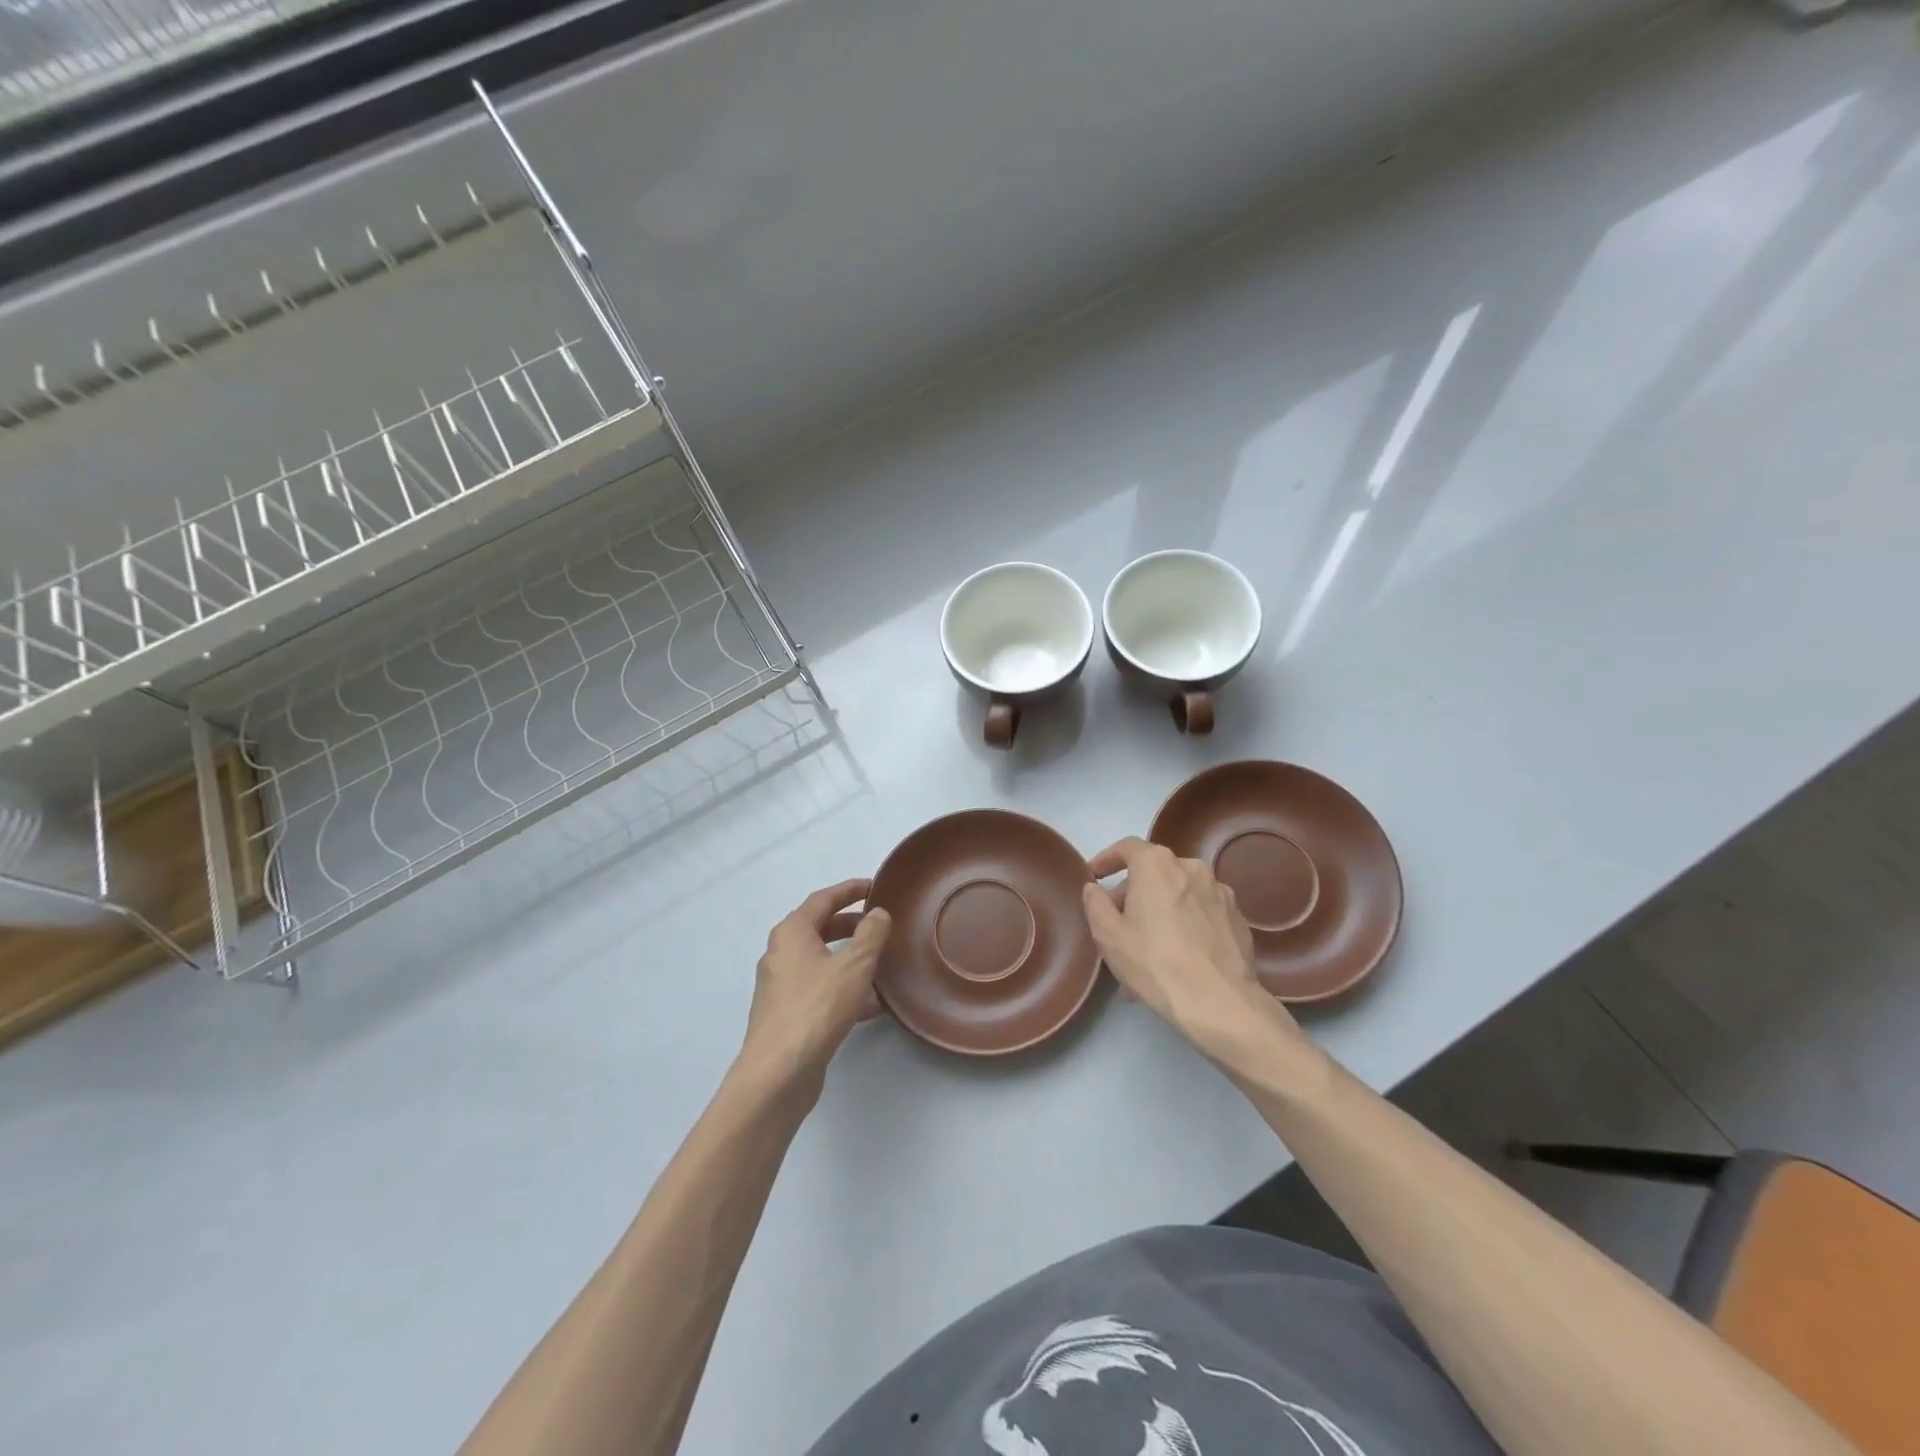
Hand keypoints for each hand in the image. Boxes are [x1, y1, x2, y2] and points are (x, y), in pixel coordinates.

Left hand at [740, 878, 891, 1093]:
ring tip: (882, 963)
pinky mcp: (787, 1015)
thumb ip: (871, 934)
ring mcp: (781, 986)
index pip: (823, 899)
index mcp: (792, 933)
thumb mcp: (854, 965)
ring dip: (850, 958)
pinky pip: (820, 989)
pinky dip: (844, 987)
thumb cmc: (816, 1007)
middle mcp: (781, 954)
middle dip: (851, 924)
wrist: (778, 1072)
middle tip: (880, 924)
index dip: (850, 890)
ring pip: (821, 962)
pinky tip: (872, 1004)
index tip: (874, 886)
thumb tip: (877, 914)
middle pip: (819, 928)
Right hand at [1083, 838, 1303, 1065]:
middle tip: (1118, 922)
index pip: (1127, 847)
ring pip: (1179, 895)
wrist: (1219, 1002)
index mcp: (1157, 864)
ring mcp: (1220, 892)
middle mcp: (1191, 868)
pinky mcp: (1237, 918)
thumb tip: (1095, 888)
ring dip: (1160, 911)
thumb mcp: (1108, 935)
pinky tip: (1178, 956)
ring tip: (1147, 947)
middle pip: (1154, 872)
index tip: (1095, 876)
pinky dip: (1185, 925)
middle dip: (1133, 893)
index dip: (1107, 859)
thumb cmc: (1154, 962)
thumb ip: (1095, 904)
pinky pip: (1201, 913)